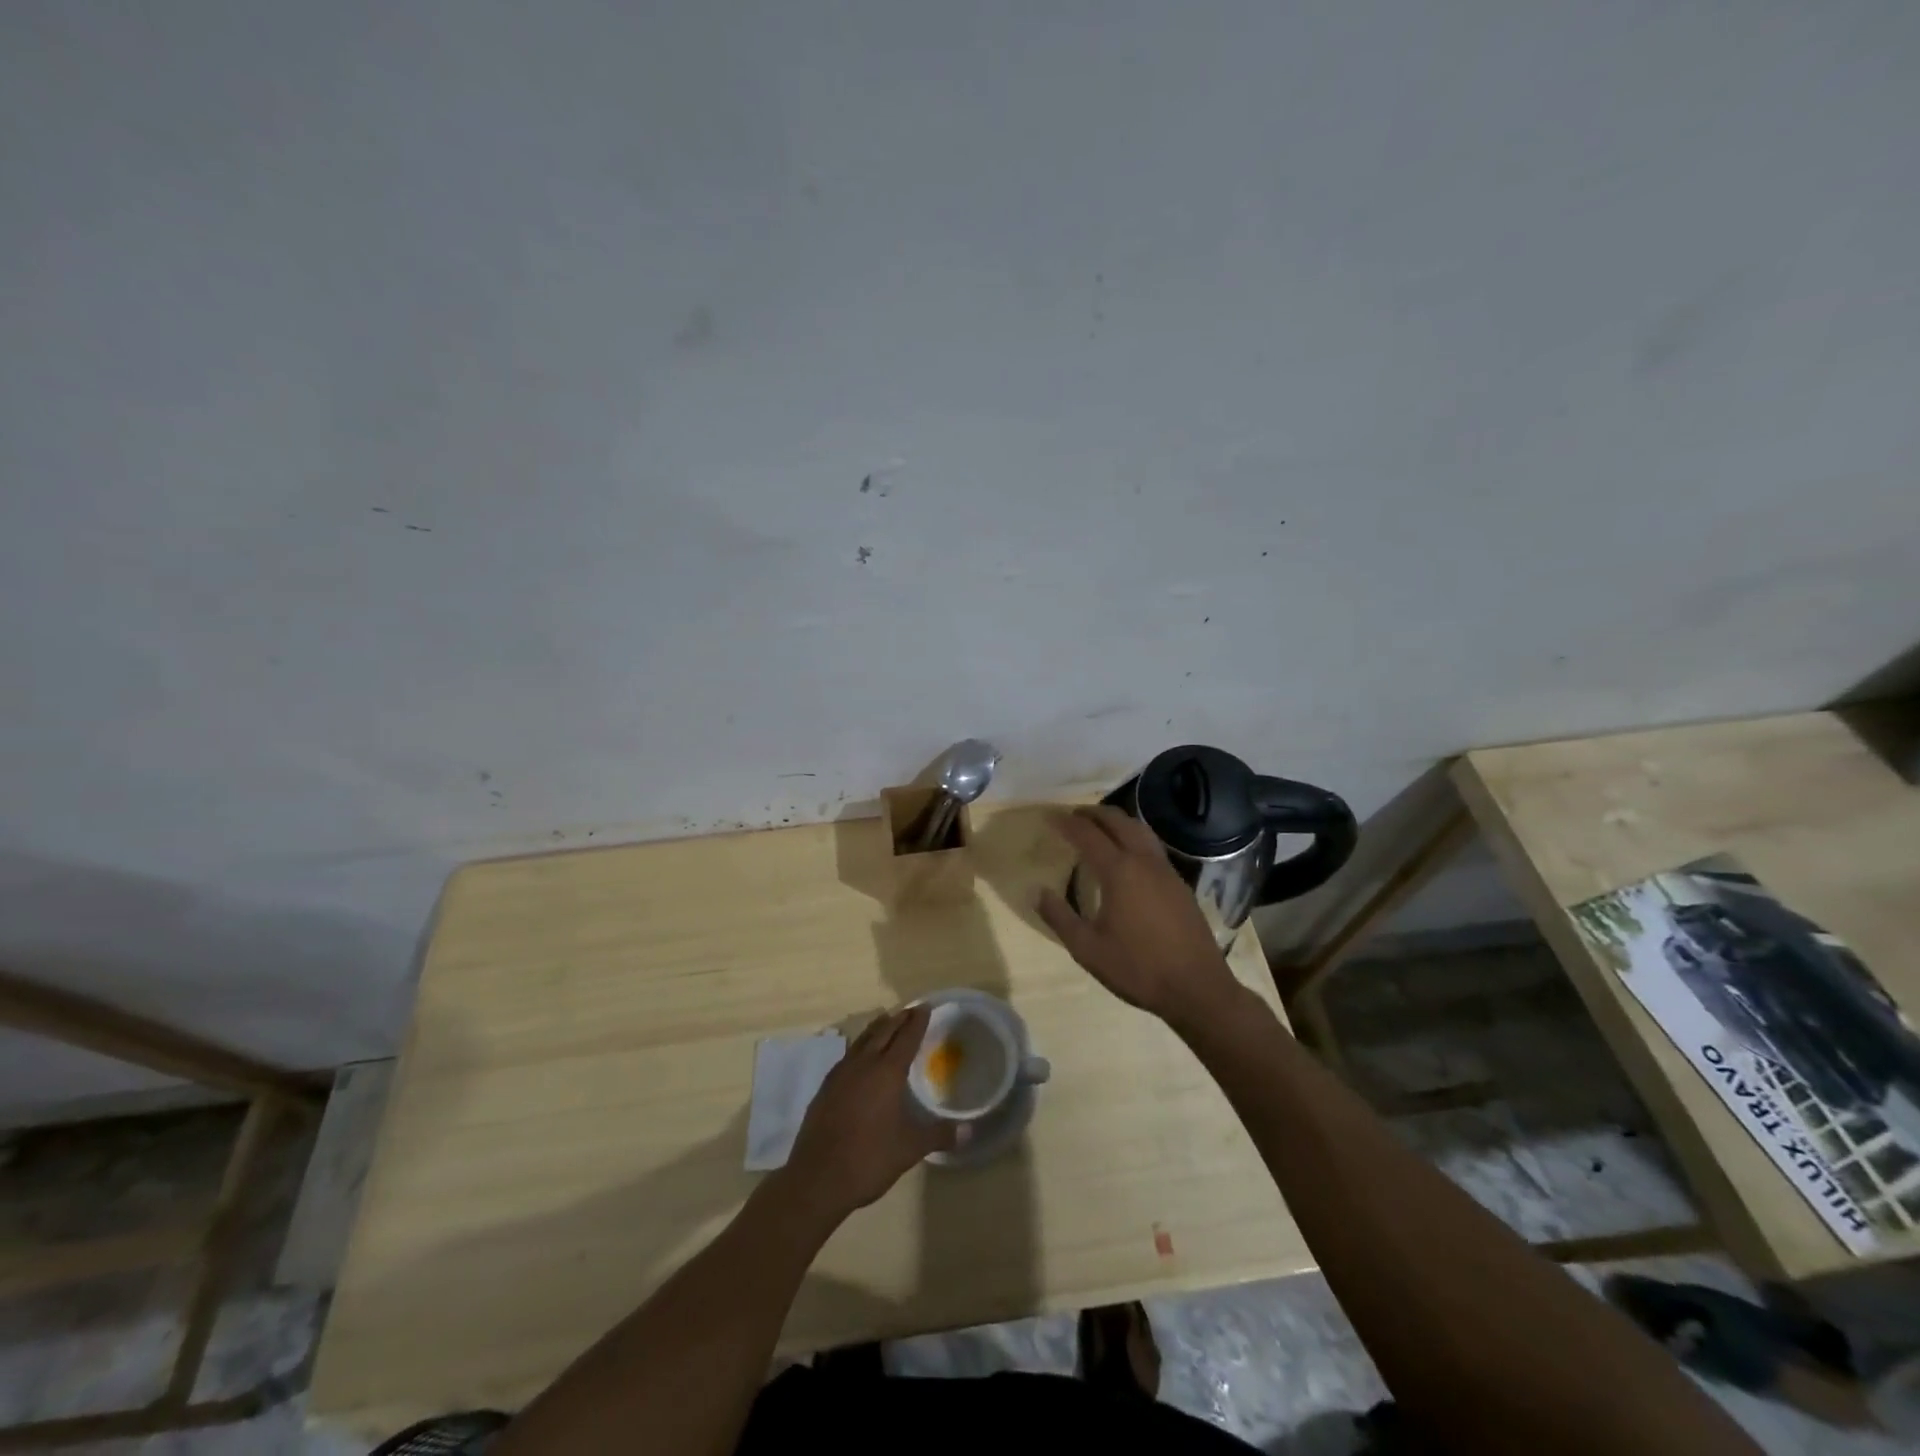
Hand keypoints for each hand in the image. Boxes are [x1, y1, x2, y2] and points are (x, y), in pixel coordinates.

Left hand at [781, 1005, 957, 1223]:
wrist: (817, 1178)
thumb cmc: (869, 1159)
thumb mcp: (910, 1149)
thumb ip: (939, 1135)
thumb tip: (968, 1131)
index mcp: (887, 1073)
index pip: (906, 1038)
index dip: (917, 1022)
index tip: (925, 1007)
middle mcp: (863, 1065)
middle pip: (883, 1032)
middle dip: (898, 1019)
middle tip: (909, 1011)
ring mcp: (840, 1074)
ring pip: (862, 1040)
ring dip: (877, 1029)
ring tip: (886, 1023)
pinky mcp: (825, 1088)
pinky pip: (848, 1056)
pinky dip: (860, 1047)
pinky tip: (860, 1057)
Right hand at [1037, 807, 1245, 1031]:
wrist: (1197, 988)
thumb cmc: (1138, 968)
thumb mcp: (1088, 949)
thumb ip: (1060, 918)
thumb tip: (1038, 892)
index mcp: (1119, 872)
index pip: (1088, 835)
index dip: (1067, 823)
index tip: (1050, 817)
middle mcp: (1144, 862)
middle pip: (1118, 822)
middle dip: (1094, 813)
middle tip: (1073, 815)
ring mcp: (1166, 871)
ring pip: (1140, 830)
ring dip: (1117, 820)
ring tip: (1099, 825)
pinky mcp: (1179, 884)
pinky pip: (1152, 846)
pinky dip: (1134, 836)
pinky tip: (1127, 854)